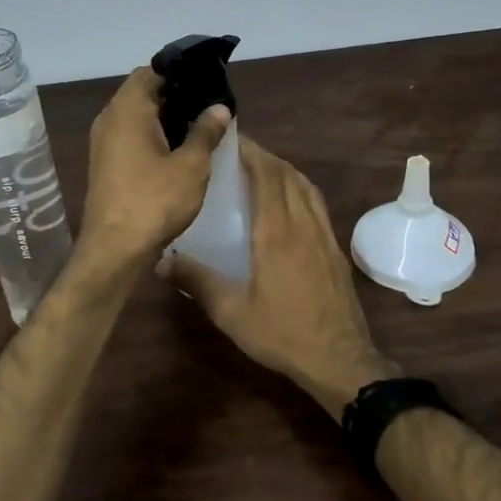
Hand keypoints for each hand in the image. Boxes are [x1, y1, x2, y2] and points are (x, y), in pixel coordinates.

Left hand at [79, 67, 231, 270]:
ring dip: (164, 115)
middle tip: (209, 100)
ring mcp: (103, 143)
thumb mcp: (191, 166)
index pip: (151, 71)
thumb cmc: (154, 201)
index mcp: (127, 109)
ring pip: (136, 115)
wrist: (114, 249)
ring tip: (199, 122)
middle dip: (175, 93)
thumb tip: (219, 107)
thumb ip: (206, 132)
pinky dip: (152, 134)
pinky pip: (130, 135)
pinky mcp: (105, 163)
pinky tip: (178, 148)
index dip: (179, 70)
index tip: (207, 75)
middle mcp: (110, 119)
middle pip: (142, 91)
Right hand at [164, 137, 399, 414]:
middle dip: (265, 157)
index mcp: (276, 232)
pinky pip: (317, 204)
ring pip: (306, 187)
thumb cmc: (282, 333)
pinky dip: (300, 189)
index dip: (251, 153)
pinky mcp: (334, 250)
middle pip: (287, 176)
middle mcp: (303, 224)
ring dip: (284, 170)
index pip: (266, 177)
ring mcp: (324, 236)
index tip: (232, 141)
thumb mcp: (231, 312)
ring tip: (263, 167)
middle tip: (240, 151)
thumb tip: (160, 261)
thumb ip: (196, 282)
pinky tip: (290, 200)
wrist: (339, 360)